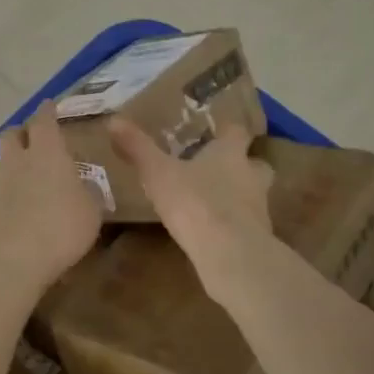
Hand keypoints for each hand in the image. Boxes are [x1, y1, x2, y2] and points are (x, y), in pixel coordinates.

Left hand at [0, 102, 101, 297]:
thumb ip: (86, 194)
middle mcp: (16, 161)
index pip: (44, 121)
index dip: (47, 112)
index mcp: (47, 154)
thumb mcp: (91, 213)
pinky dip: (2, 198)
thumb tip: (83, 187)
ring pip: (0, 165)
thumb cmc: (60, 230)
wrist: (9, 260)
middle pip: (11, 135)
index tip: (49, 105)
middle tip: (32, 141)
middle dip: (21, 134)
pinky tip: (11, 215)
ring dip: (11, 168)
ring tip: (24, 184)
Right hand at [109, 120, 274, 294]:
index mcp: (230, 153)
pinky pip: (248, 224)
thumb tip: (113, 120)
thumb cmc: (194, 202)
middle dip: (242, 165)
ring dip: (240, 195)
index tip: (215, 133)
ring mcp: (259, 207)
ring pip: (255, 194)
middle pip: (256, 163)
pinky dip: (236, 224)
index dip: (227, 132)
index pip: (237, 132)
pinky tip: (216, 232)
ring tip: (215, 203)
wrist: (230, 253)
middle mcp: (251, 175)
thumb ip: (138, 148)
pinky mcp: (259, 237)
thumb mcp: (157, 173)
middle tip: (220, 170)